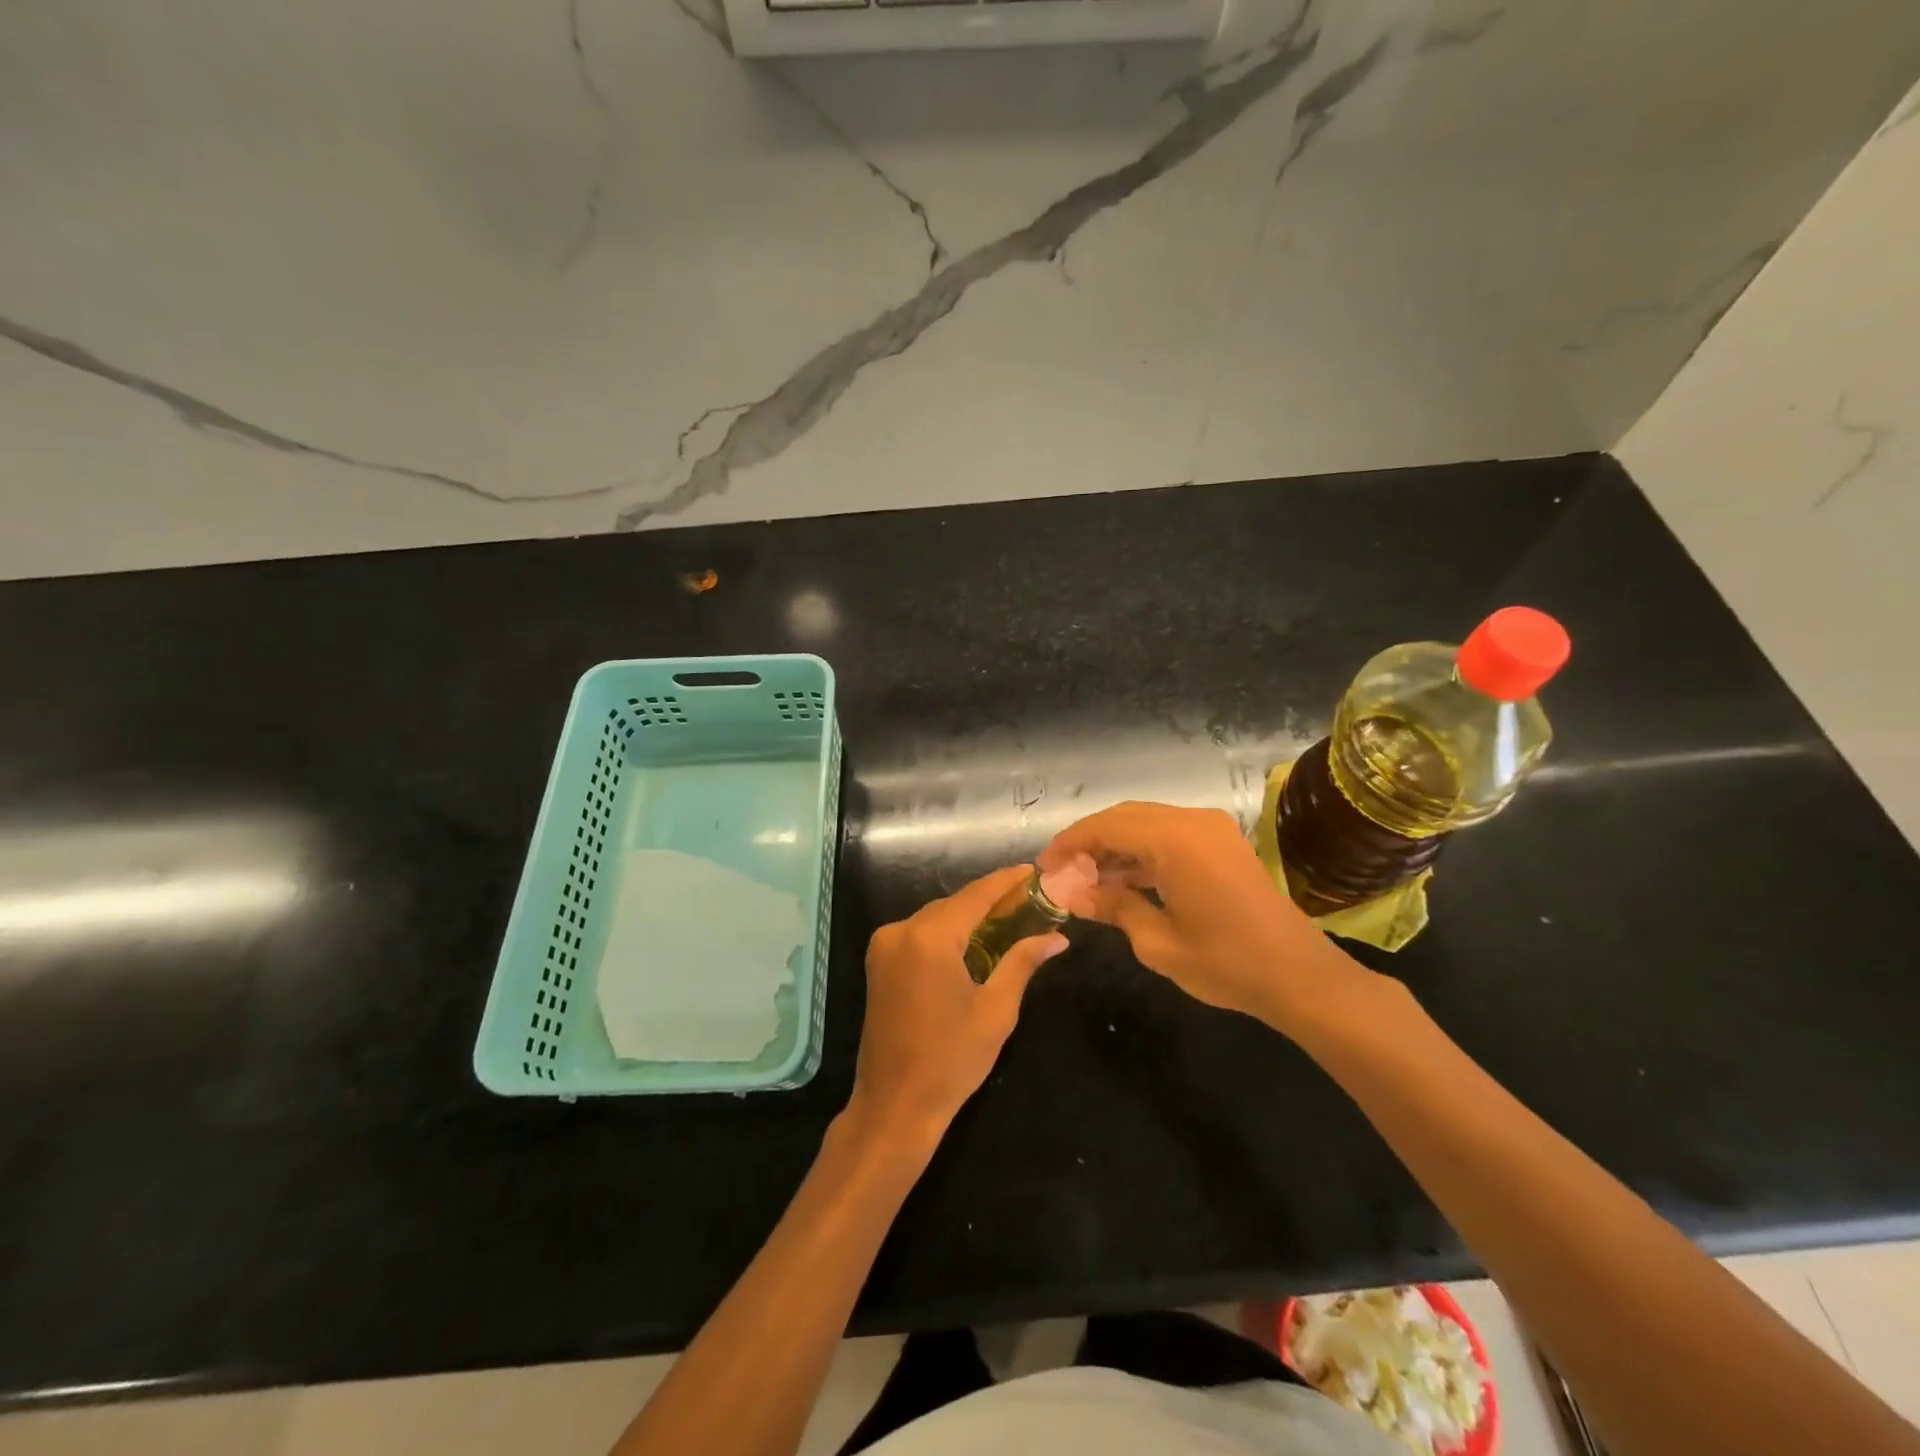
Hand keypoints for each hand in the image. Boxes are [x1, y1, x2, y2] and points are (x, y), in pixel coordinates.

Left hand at [848, 867, 1068, 1149]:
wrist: (894, 1105)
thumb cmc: (951, 1060)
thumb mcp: (996, 1010)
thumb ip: (1022, 963)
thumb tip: (1057, 938)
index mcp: (930, 938)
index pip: (976, 895)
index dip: (1007, 881)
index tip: (1034, 871)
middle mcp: (901, 930)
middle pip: (954, 904)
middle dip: (991, 901)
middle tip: (1030, 901)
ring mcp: (884, 945)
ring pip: (936, 918)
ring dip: (969, 917)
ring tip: (1010, 919)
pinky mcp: (879, 962)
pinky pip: (920, 934)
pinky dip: (948, 933)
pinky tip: (975, 942)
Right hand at [1040, 802, 1360, 1028]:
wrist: (1300, 976)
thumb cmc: (1226, 963)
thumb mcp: (1157, 942)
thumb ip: (1113, 907)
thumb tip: (1075, 894)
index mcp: (1174, 840)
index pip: (1105, 827)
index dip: (1070, 844)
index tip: (1045, 867)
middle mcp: (1192, 821)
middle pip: (1124, 817)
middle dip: (1090, 842)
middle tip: (1064, 874)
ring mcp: (1212, 829)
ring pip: (1146, 823)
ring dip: (1116, 847)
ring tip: (1089, 881)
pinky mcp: (1223, 842)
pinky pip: (1170, 834)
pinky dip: (1143, 851)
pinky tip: (1125, 880)